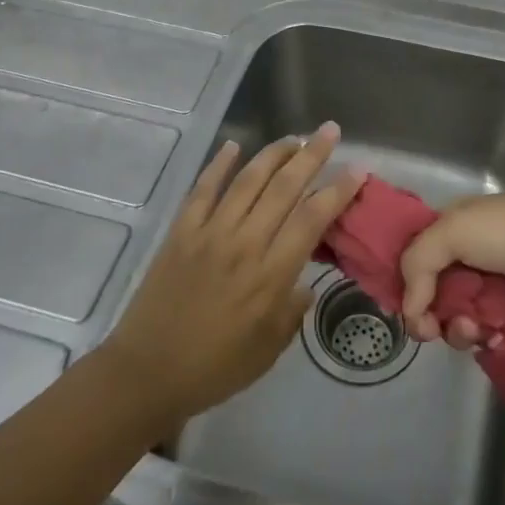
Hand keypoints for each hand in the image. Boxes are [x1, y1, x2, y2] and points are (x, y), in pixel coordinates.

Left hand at [103, 125, 362, 424]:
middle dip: (311, 156)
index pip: (312, 219)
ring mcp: (210, 233)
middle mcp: (244, 244)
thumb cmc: (215, 367)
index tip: (357, 169)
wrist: (147, 373)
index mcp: (270, 276)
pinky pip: (203, 189)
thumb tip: (305, 285)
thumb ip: (292, 312)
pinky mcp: (181, 232)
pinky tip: (233, 145)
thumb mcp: (268, 350)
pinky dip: (218, 164)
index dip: (337, 191)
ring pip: (247, 180)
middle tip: (329, 131)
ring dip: (273, 154)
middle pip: (284, 188)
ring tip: (293, 138)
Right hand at [399, 192, 504, 348]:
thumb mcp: (456, 231)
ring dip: (457, 328)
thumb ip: (419, 263)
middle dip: (428, 313)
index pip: (412, 255)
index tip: (401, 307)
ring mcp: (492, 284)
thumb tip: (409, 309)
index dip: (402, 282)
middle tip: (431, 329)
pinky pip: (486, 331)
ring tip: (474, 329)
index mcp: (451, 226)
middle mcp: (467, 254)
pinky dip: (483, 337)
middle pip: (430, 292)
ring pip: (456, 316)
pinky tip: (491, 336)